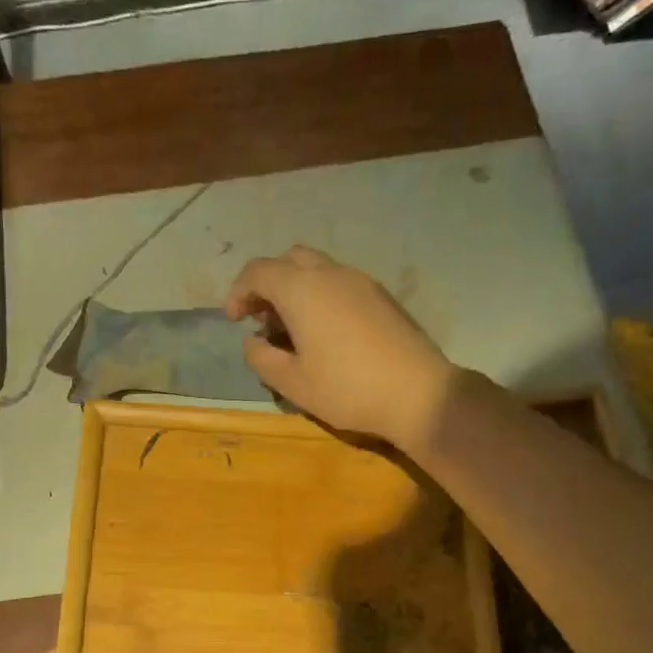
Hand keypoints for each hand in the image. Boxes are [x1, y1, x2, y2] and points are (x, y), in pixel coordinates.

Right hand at [225, 246, 455, 450]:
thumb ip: (261, 358)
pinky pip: (340, 282)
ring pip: (317, 268)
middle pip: (289, 259)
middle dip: (268, 283)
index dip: (239, 292)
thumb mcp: (292, 383)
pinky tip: (325, 333)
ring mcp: (360, 281)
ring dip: (296, 289)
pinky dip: (321, 295)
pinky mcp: (381, 296)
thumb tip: (253, 342)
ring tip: (293, 329)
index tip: (235, 320)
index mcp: (302, 290)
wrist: (417, 393)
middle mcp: (330, 274)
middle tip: (263, 319)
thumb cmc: (347, 389)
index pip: (258, 271)